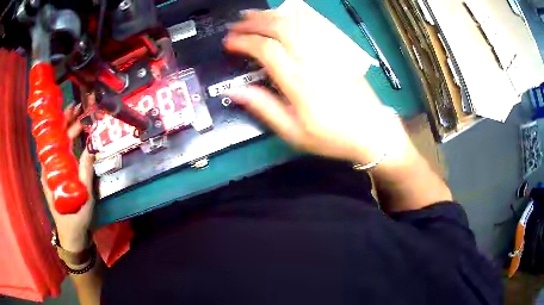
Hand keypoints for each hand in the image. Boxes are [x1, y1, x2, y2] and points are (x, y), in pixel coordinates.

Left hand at [41, 103, 94, 252]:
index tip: (74, 111)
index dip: (65, 124)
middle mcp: (49, 168)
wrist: (71, 235)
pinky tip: (72, 138)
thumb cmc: (76, 216)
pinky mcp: (55, 177)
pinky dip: (65, 143)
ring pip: (57, 146)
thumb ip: (86, 171)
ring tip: (77, 120)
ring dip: (66, 132)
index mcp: (52, 171)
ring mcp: (51, 173)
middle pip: (56, 140)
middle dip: (66, 124)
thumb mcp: (84, 196)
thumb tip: (91, 146)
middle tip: (78, 111)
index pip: (56, 140)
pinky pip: (59, 155)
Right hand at [225, 9, 413, 164]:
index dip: (243, 42)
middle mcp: (313, 60)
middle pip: (281, 27)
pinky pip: (315, 24)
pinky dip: (295, 16)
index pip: (266, 49)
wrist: (371, 131)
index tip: (229, 43)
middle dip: (254, 22)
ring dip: (272, 15)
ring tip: (253, 15)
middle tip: (237, 25)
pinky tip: (284, 15)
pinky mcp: (339, 50)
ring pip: (297, 22)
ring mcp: (329, 52)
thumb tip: (235, 91)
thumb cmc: (332, 136)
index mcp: (299, 82)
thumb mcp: (294, 132)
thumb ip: (264, 108)